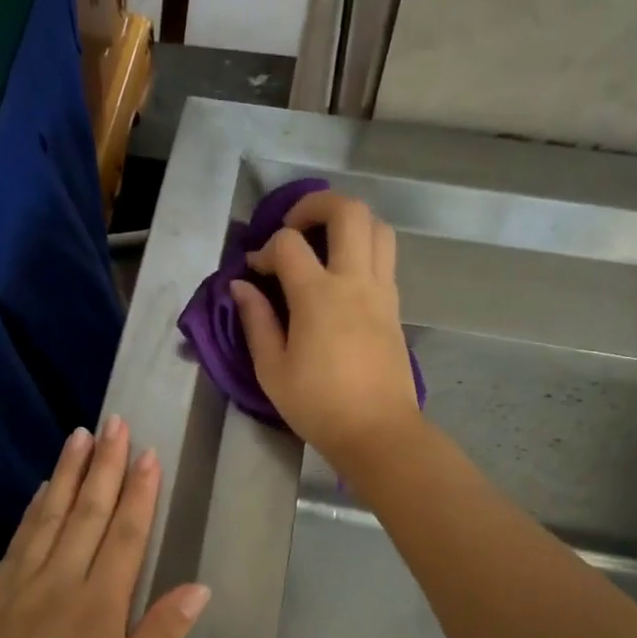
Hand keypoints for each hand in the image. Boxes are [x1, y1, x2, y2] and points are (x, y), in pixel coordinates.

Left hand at [0, 416, 210, 637]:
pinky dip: (35, 508)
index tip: (148, 453)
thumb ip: (158, 637)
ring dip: (69, 473)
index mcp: (98, 607)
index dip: (139, 492)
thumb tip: (198, 587)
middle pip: (88, 512)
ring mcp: (20, 584)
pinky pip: (19, 538)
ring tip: (81, 435)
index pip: (126, 534)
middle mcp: (59, 582)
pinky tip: (43, 490)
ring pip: (51, 515)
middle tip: (116, 423)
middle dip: (105, 465)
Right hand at [230, 190, 422, 471]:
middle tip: (293, 227)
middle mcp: (354, 281)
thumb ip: (256, 321)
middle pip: (347, 211)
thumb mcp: (272, 369)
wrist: (378, 432)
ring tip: (323, 242)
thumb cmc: (318, 405)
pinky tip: (342, 274)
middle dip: (315, 205)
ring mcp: (381, 291)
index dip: (265, 249)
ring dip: (349, 222)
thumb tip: (241, 286)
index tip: (254, 272)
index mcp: (318, 296)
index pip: (288, 244)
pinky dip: (364, 248)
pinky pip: (385, 256)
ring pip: (378, 227)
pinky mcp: (395, 305)